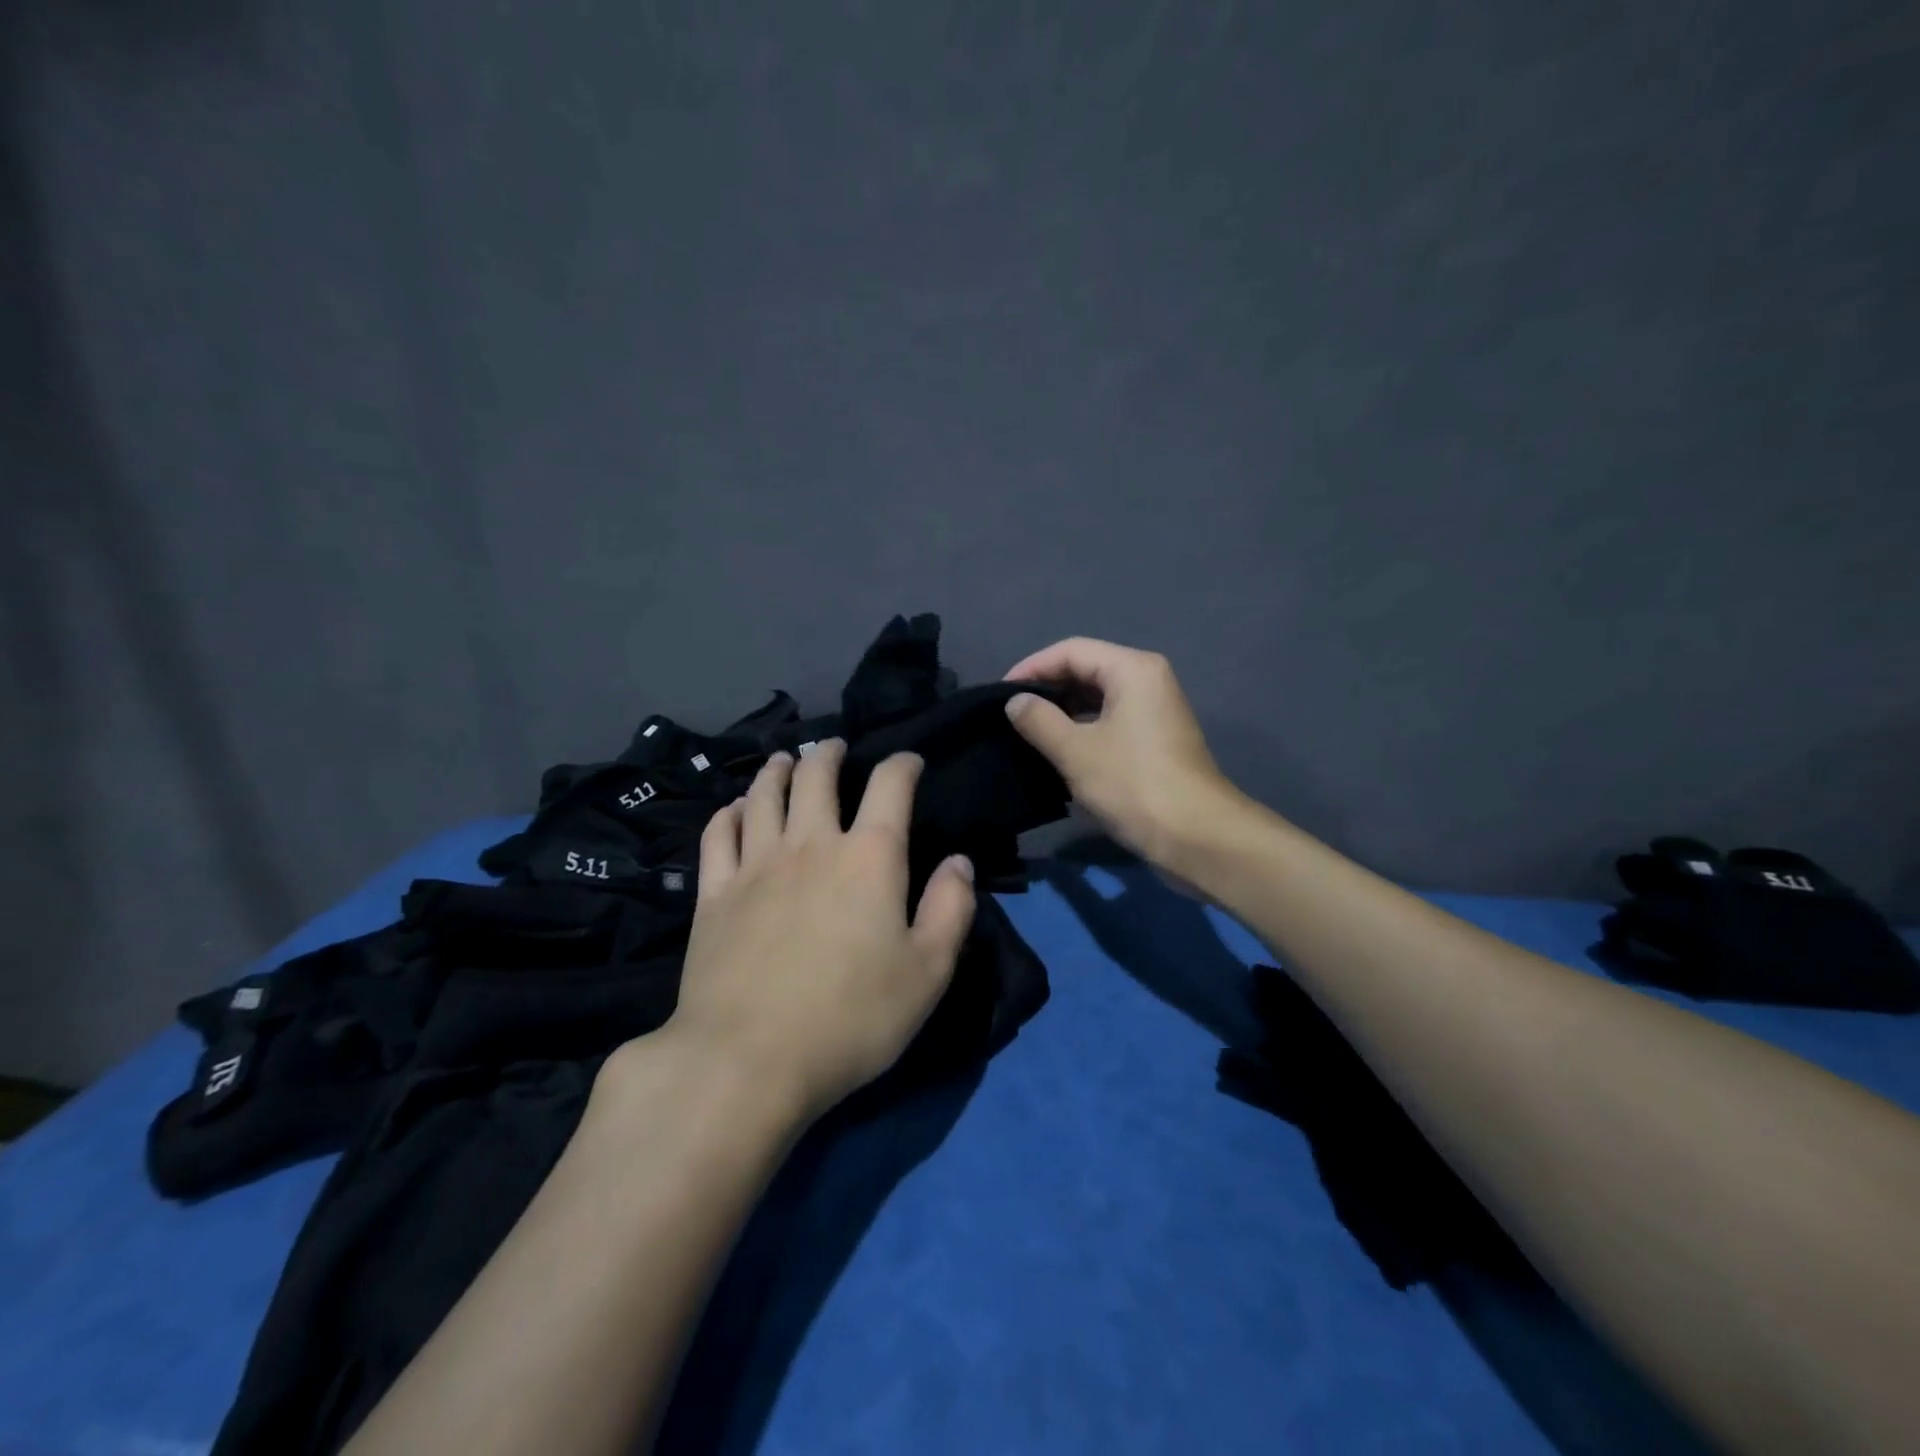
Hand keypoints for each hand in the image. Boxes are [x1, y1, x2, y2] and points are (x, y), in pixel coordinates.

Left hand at [658, 739, 977, 1123]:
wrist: (747, 1059)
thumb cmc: (851, 1018)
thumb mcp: (928, 972)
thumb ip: (951, 909)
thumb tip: (958, 861)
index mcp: (868, 857)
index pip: (890, 786)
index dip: (903, 764)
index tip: (910, 761)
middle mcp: (811, 844)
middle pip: (816, 775)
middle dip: (829, 753)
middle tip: (835, 747)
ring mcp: (755, 864)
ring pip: (765, 794)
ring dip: (778, 770)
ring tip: (785, 760)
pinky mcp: (714, 892)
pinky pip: (718, 834)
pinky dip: (730, 812)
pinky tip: (737, 809)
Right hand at [1003, 637, 1241, 872]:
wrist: (1196, 837)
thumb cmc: (1133, 785)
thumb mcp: (1075, 751)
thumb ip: (1039, 720)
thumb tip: (1015, 702)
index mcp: (1132, 669)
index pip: (1071, 651)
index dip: (1032, 668)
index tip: (999, 694)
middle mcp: (1147, 680)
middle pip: (1086, 670)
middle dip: (1047, 689)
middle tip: (1010, 715)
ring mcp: (1155, 711)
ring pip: (1098, 699)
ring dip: (1063, 712)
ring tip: (1027, 733)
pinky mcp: (1155, 740)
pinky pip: (1110, 721)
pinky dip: (1082, 730)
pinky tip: (1057, 752)